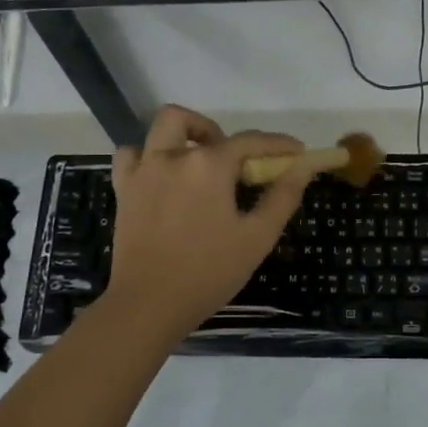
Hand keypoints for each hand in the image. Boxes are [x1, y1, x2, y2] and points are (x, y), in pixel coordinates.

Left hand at [101, 105, 315, 338]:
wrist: (150, 304)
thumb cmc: (210, 272)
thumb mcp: (257, 237)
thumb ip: (283, 196)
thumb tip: (304, 166)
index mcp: (209, 166)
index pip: (250, 141)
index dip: (277, 145)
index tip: (297, 152)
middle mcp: (173, 157)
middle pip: (194, 122)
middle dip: (218, 133)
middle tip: (234, 163)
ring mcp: (143, 171)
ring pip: (160, 130)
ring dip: (183, 137)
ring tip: (197, 163)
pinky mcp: (123, 190)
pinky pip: (131, 156)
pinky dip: (148, 156)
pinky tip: (162, 176)